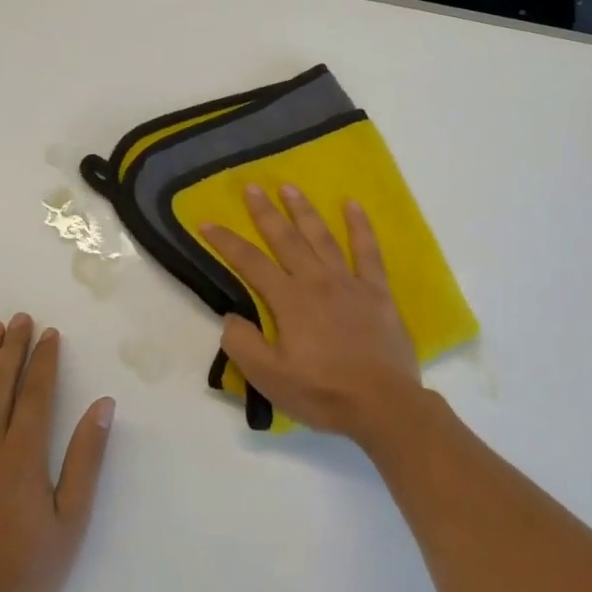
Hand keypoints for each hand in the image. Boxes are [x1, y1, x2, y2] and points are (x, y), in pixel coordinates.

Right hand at [201, 186, 422, 439]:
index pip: (250, 263)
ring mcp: (349, 282)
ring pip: (322, 237)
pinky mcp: (377, 291)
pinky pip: (368, 251)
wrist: (383, 404)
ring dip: (304, 211)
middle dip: (265, 212)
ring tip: (289, 187)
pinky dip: (360, 226)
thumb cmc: (323, 393)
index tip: (207, 222)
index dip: (226, 242)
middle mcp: (317, 281)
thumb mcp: (270, 379)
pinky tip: (352, 205)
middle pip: (285, 239)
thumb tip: (231, 317)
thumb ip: (243, 345)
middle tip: (251, 187)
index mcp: (289, 300)